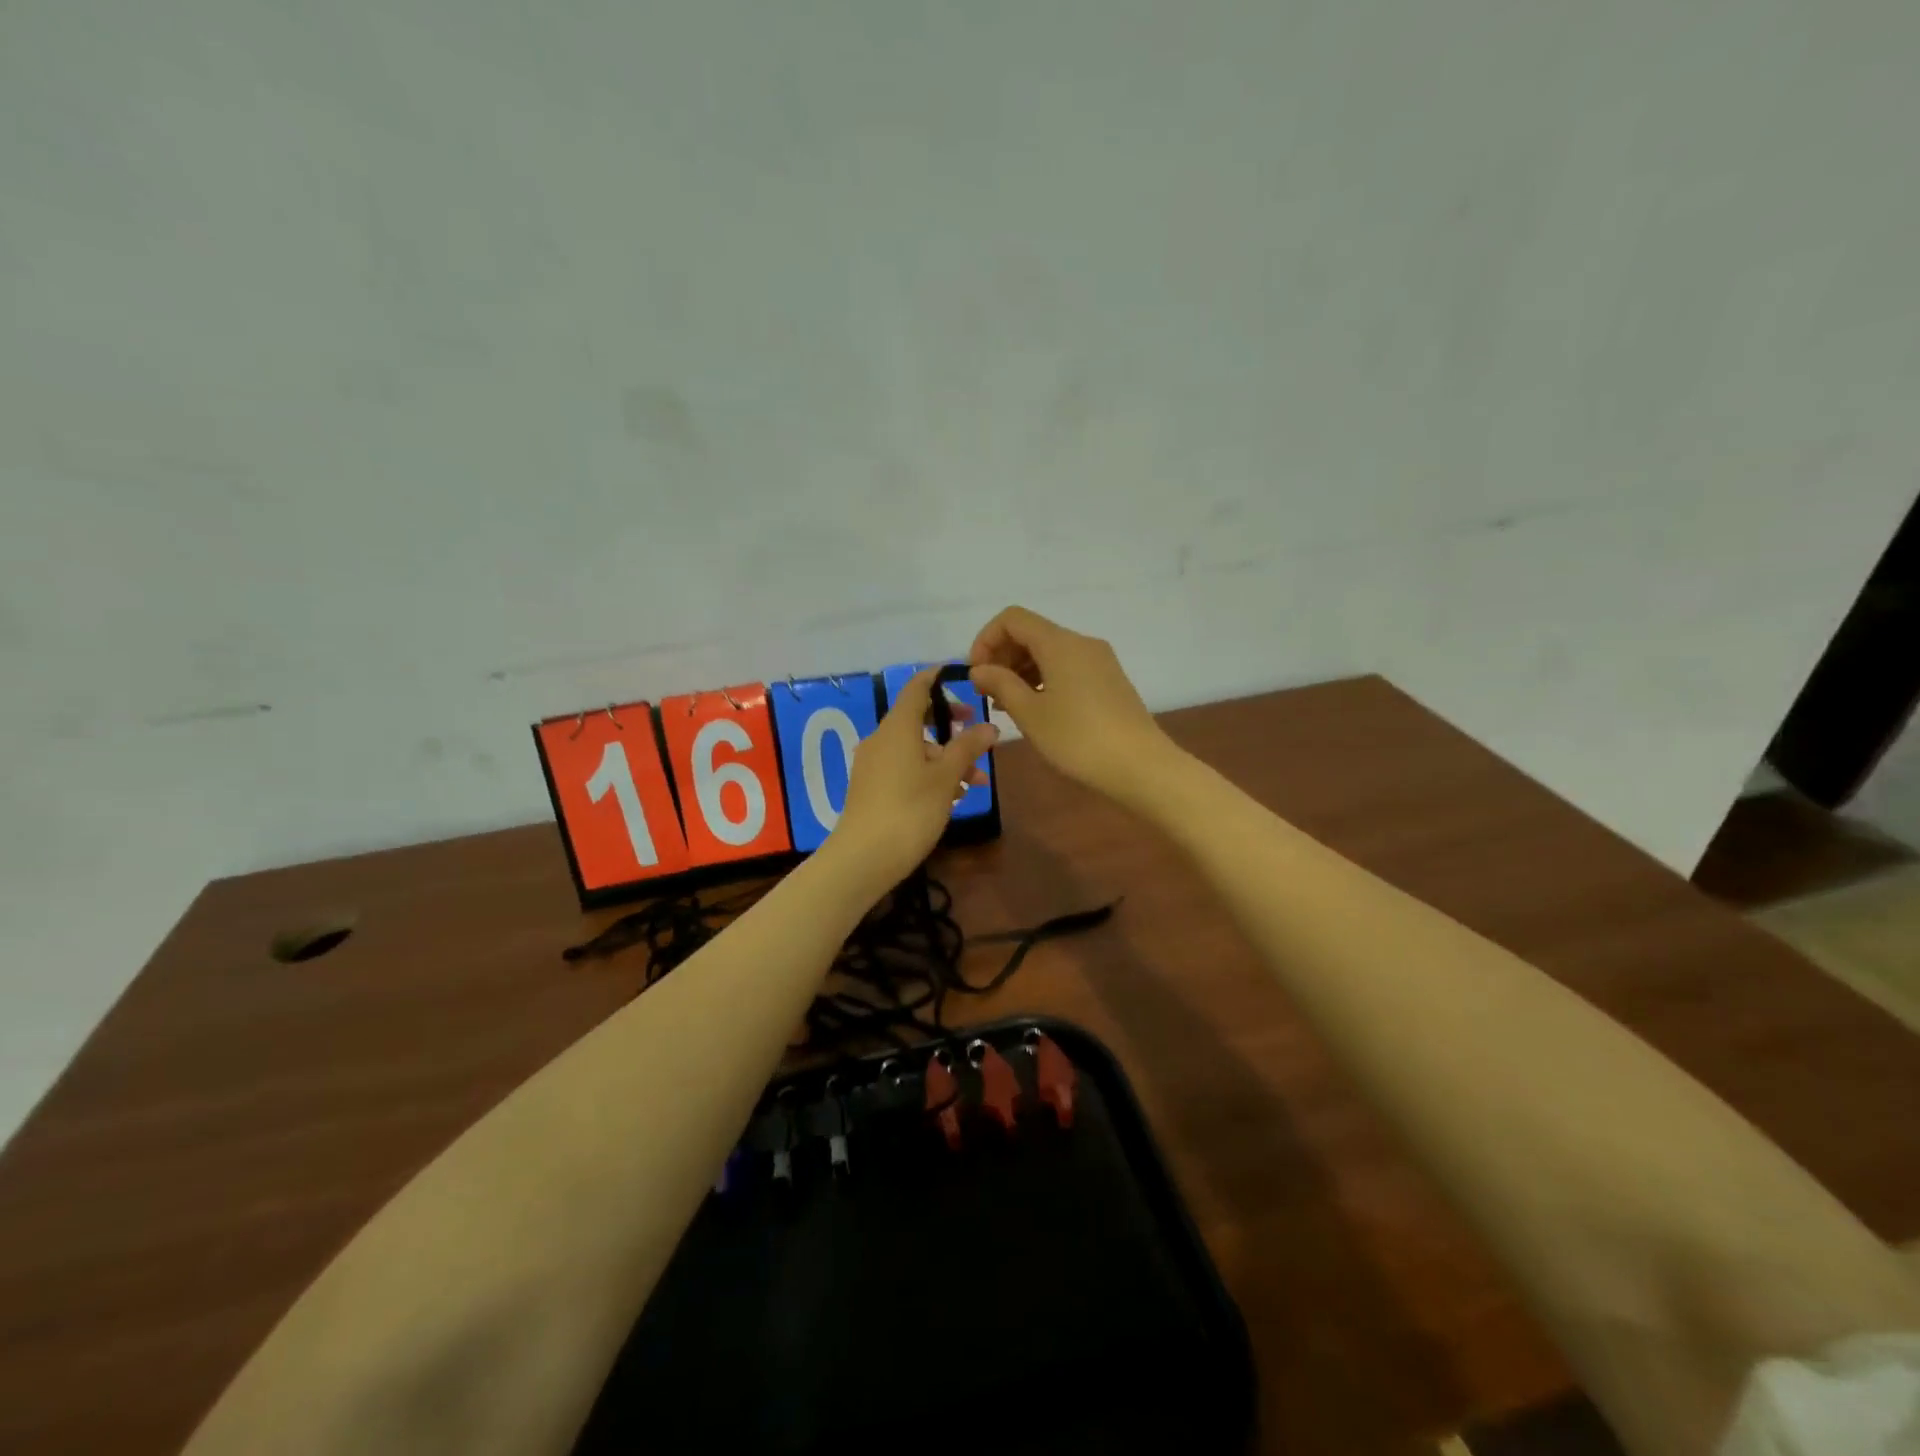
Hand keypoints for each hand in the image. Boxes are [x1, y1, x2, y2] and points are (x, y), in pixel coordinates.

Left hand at [828, 667, 998, 885]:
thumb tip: (989, 726)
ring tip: (976, 783)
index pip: (917, 688)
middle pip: (919, 721)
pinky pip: (904, 768)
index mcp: (897, 727)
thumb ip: (968, 748)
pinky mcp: (870, 788)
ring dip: (946, 760)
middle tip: (979, 737)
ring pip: (915, 749)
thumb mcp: (946, 777)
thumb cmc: (910, 809)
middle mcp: (881, 739)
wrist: (864, 858)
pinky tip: (951, 797)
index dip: (939, 679)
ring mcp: (873, 764)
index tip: (963, 679)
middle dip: (952, 729)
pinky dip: (928, 774)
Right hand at [967, 606, 1170, 802]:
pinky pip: (1067, 667)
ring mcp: (1099, 661)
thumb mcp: (1030, 713)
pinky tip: (1037, 710)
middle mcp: (1081, 643)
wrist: (1140, 766)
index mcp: (1060, 643)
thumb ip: (1000, 684)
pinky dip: (1044, 680)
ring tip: (1008, 707)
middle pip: (1031, 633)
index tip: (977, 675)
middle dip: (1003, 657)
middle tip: (989, 695)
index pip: (1012, 619)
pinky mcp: (1109, 680)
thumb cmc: (1078, 739)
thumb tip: (979, 669)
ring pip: (1049, 652)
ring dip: (1022, 671)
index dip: (986, 640)